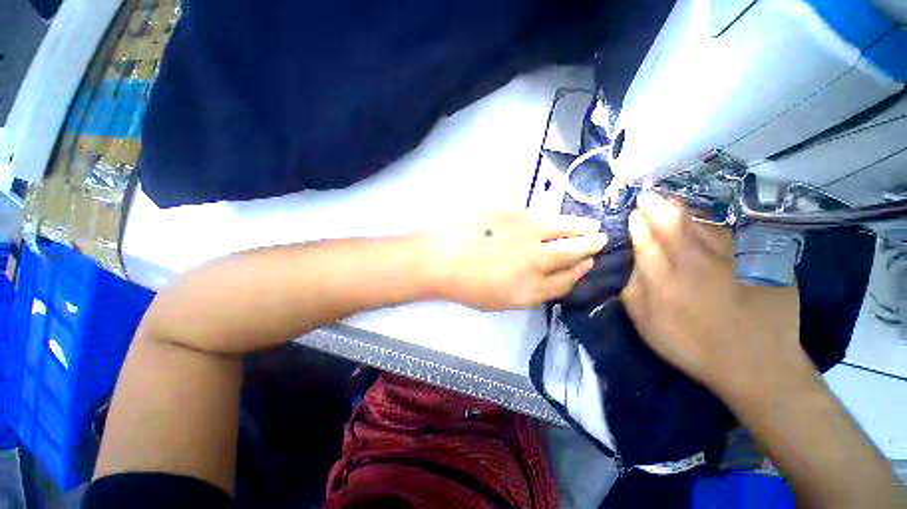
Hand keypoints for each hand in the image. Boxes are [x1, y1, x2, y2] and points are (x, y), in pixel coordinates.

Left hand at [423, 211, 607, 310]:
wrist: (442, 260)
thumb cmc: (469, 287)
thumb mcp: (504, 301)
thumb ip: (533, 290)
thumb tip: (552, 275)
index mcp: (533, 288)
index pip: (569, 278)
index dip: (582, 270)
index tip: (589, 262)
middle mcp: (537, 259)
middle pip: (574, 251)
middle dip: (592, 245)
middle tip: (601, 239)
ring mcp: (526, 232)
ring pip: (563, 227)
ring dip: (580, 226)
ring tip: (591, 224)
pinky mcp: (512, 213)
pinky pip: (537, 214)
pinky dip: (548, 217)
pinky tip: (552, 218)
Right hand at [621, 192, 809, 399]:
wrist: (756, 364)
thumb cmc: (693, 347)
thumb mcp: (648, 326)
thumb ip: (634, 291)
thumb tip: (634, 264)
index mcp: (664, 280)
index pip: (645, 242)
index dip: (637, 225)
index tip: (633, 214)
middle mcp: (694, 262)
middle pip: (671, 225)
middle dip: (655, 207)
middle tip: (647, 196)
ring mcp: (728, 258)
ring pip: (700, 223)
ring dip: (681, 209)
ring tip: (670, 200)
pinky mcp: (755, 261)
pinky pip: (728, 233)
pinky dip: (711, 221)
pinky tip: (703, 218)